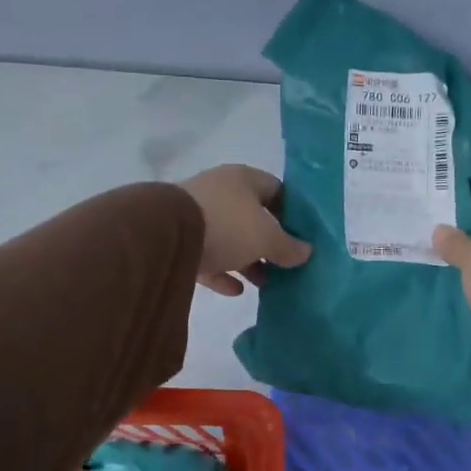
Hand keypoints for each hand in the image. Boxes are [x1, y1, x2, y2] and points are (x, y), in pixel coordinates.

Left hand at [178, 164, 312, 295]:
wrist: (165, 235)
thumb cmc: (227, 225)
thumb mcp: (267, 237)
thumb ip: (289, 246)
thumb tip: (306, 252)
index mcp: (244, 179)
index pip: (277, 191)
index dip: (293, 214)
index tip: (303, 238)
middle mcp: (220, 192)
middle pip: (253, 217)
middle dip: (269, 243)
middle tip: (285, 265)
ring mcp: (197, 215)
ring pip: (230, 238)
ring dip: (248, 260)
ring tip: (264, 283)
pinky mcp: (179, 240)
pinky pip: (208, 257)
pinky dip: (223, 273)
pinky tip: (236, 290)